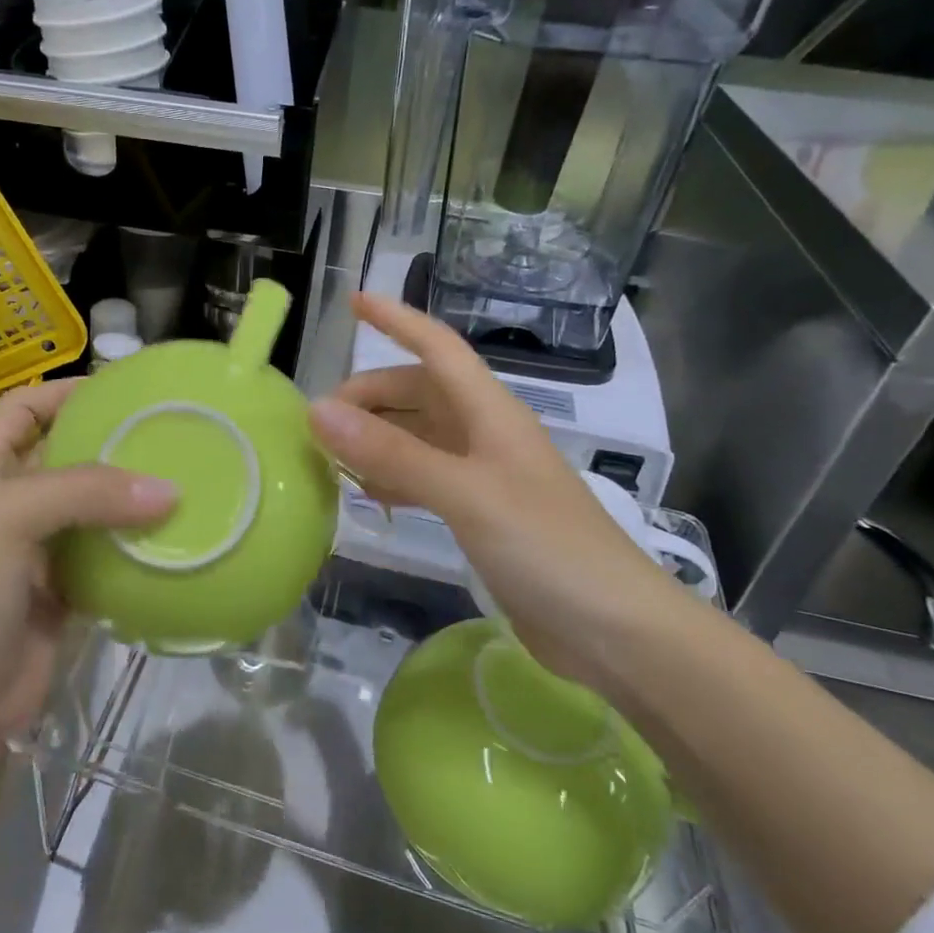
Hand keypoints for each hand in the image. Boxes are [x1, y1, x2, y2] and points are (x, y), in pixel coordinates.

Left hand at [0, 380, 174, 738]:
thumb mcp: (6, 521)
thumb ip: (85, 492)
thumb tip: (170, 491)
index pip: (24, 408)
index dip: (67, 391)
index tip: (126, 389)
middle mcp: (10, 502)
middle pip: (68, 454)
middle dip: (114, 443)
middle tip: (173, 435)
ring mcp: (37, 551)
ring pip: (93, 508)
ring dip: (132, 498)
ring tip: (187, 481)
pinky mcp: (63, 593)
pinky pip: (108, 558)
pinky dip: (137, 549)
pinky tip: (175, 541)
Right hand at [308, 293, 672, 682]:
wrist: (615, 631)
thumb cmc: (546, 546)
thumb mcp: (465, 493)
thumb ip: (392, 453)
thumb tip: (318, 410)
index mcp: (489, 412)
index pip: (437, 347)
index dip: (397, 320)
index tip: (353, 301)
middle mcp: (485, 433)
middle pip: (419, 393)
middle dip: (370, 395)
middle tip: (319, 422)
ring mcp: (484, 475)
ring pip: (419, 435)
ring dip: (377, 437)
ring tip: (331, 454)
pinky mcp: (482, 514)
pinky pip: (425, 477)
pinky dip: (393, 477)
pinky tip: (368, 495)